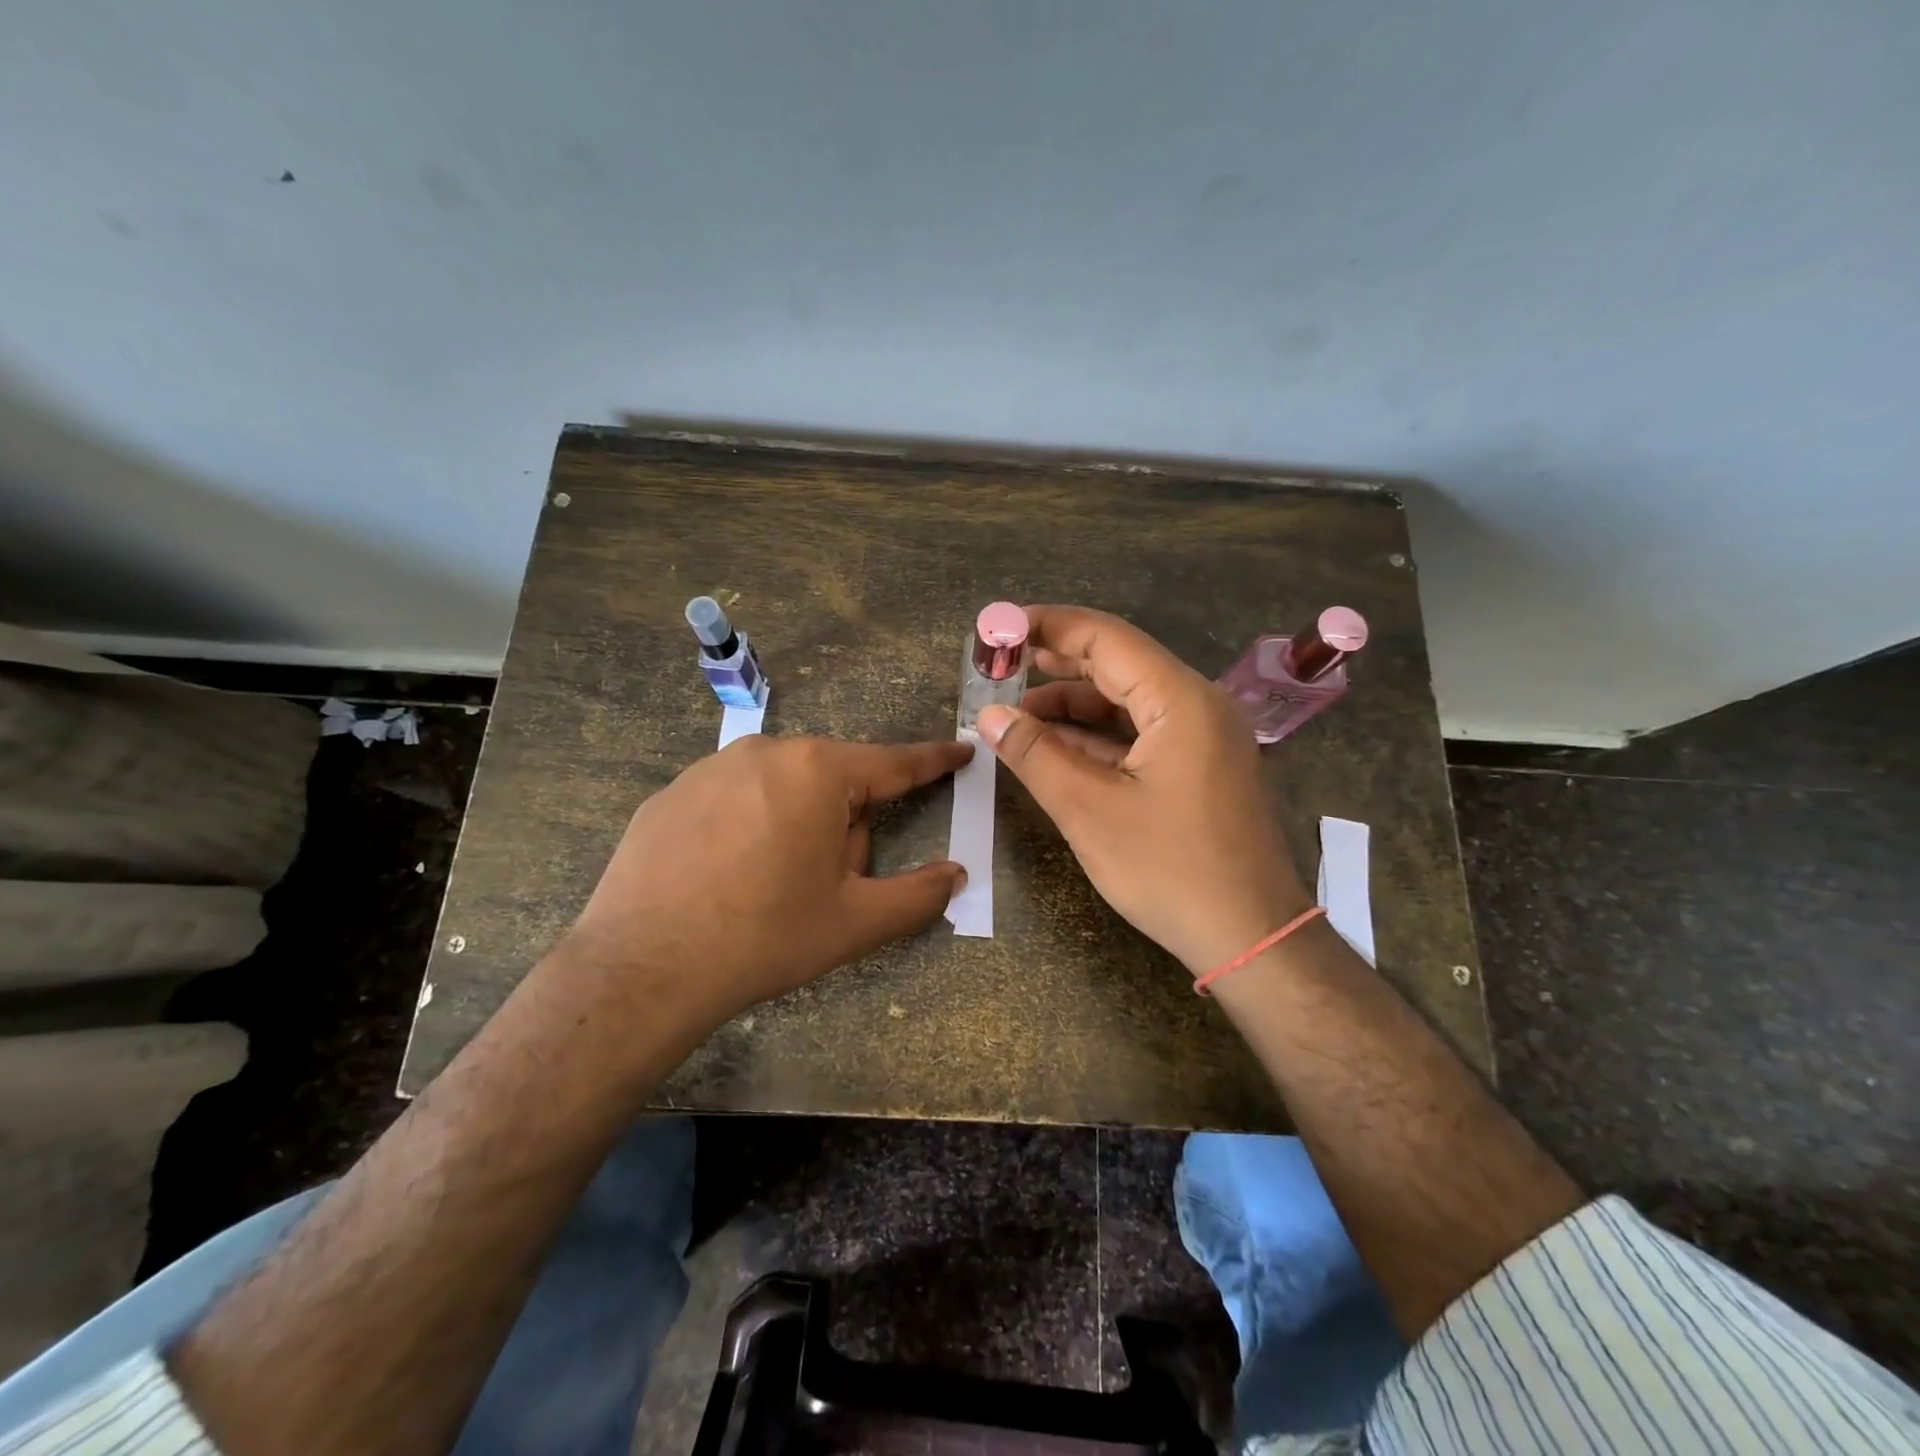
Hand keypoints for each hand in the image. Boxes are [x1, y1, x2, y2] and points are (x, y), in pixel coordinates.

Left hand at [554, 734, 971, 1027]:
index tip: (960, 750)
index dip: (933, 760)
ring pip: (781, 789)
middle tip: (825, 883)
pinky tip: (723, 879)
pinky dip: (746, 828)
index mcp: (818, 772)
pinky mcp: (670, 793)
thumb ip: (918, 895)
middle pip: (832, 782)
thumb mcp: (855, 922)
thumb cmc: (763, 937)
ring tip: (768, 886)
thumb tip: (955, 875)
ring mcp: (709, 768)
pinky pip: (733, 800)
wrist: (640, 970)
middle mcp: (765, 752)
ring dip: (795, 825)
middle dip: (844, 823)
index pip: (893, 762)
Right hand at [975, 606, 1310, 975]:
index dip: (1047, 627)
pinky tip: (1055, 746)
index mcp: (1181, 700)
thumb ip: (1035, 754)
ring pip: (1127, 701)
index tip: (998, 628)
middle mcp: (1198, 704)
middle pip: (1118, 663)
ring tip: (1016, 717)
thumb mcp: (1089, 810)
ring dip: (1072, 705)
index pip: (1105, 638)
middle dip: (1055, 664)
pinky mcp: (1200, 766)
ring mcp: (1203, 736)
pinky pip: (1141, 733)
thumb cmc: (1170, 870)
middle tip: (999, 667)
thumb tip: (989, 716)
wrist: (1251, 938)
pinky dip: (1096, 735)